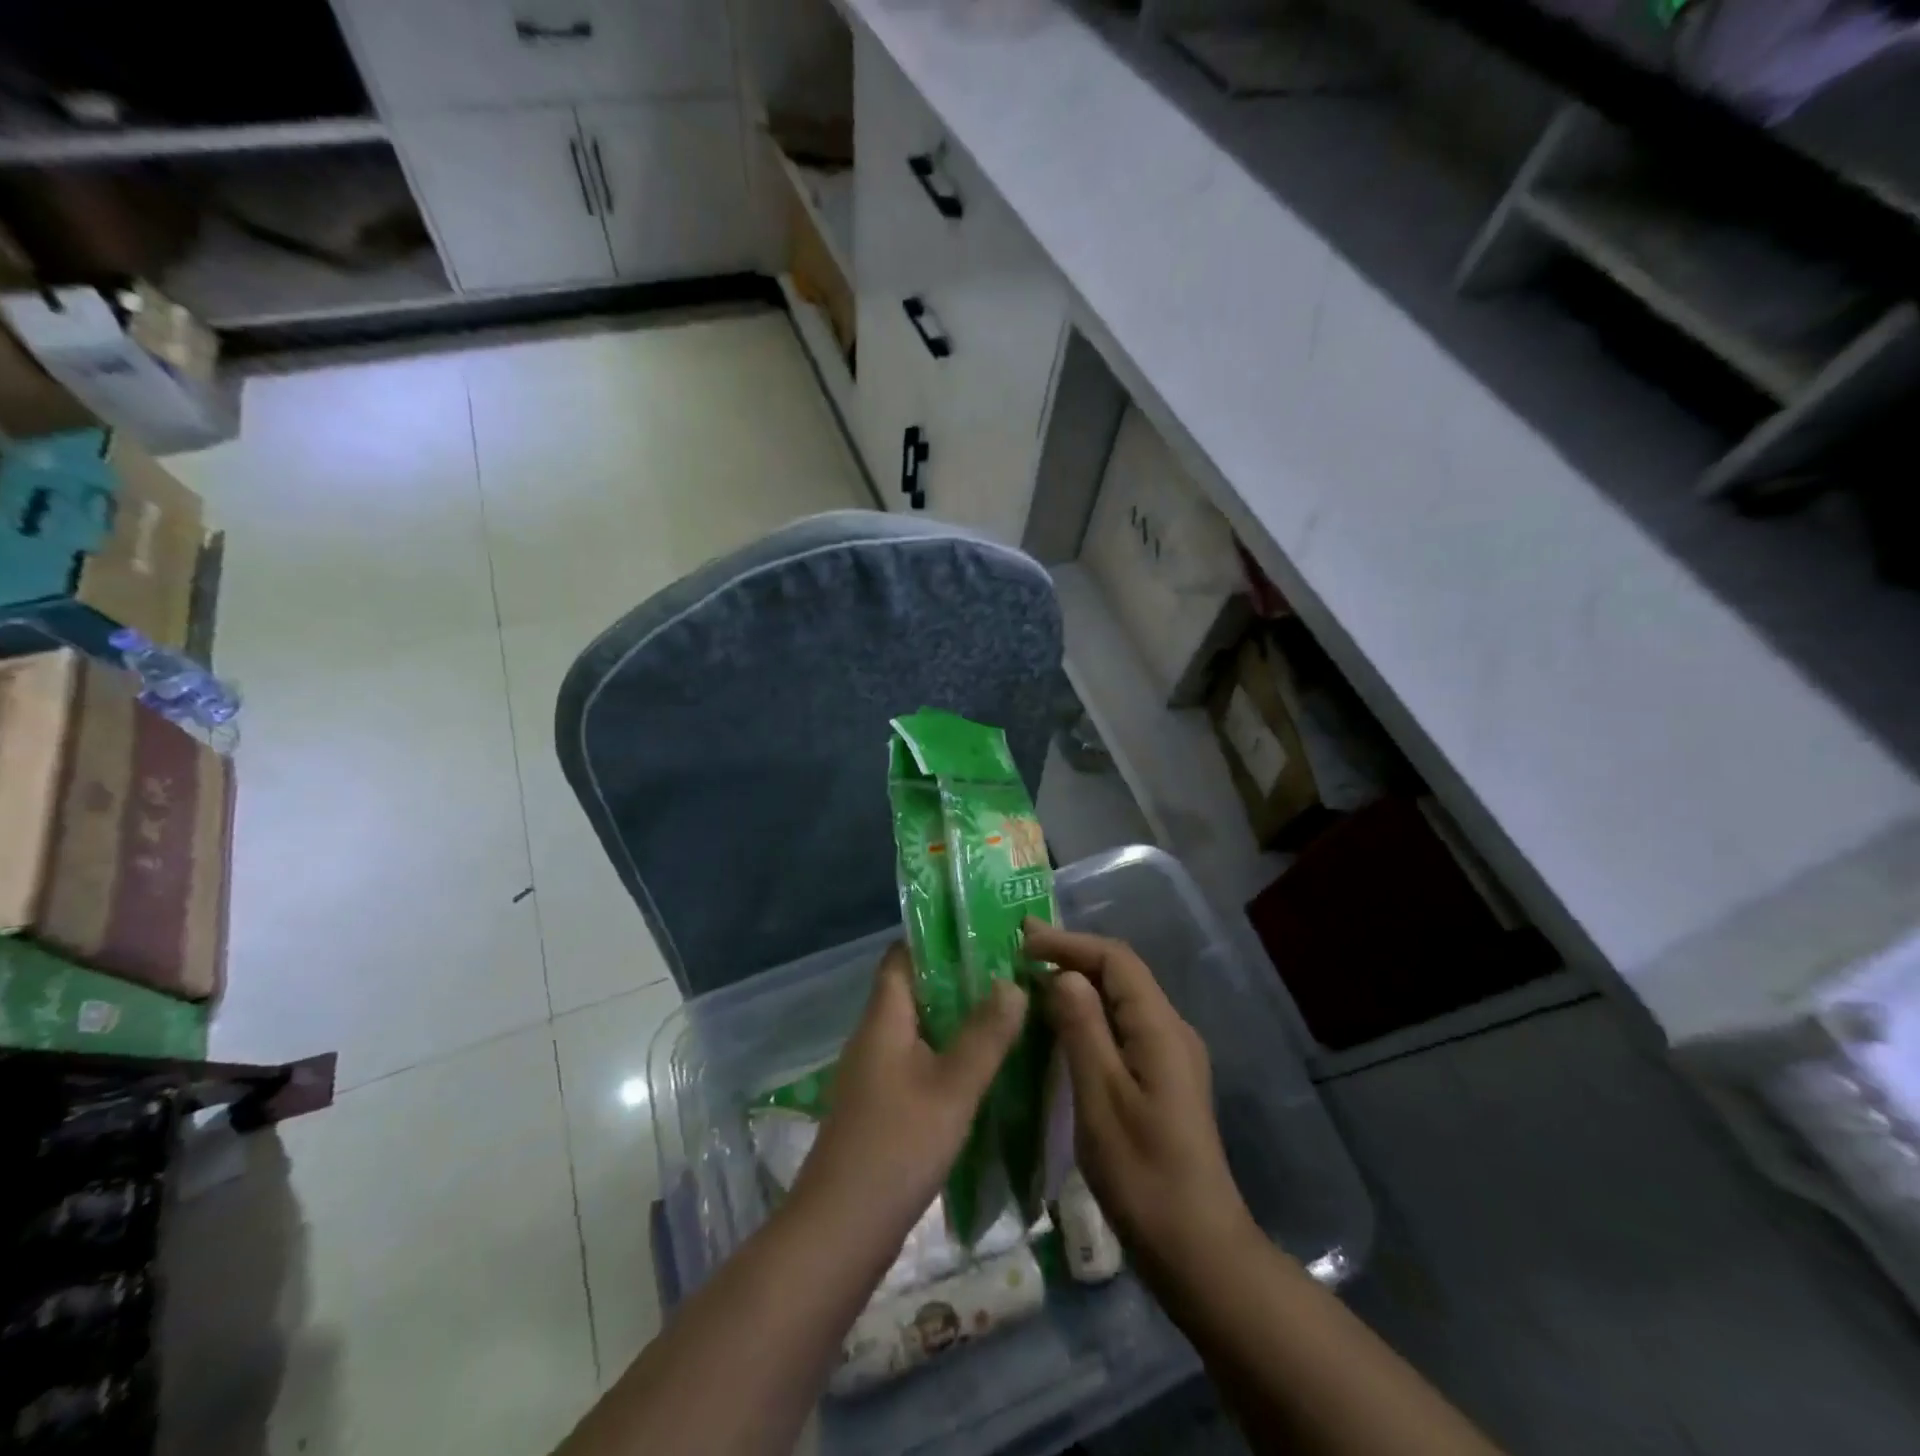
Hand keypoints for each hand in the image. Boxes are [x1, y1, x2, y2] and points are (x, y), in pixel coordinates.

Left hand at [792, 942, 1026, 1250]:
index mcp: (883, 1019)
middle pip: (915, 992)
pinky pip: (919, 1064)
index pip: (902, 957)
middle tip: (1010, 975)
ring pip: (920, 1031)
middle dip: (959, 981)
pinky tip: (983, 1071)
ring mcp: (875, 1075)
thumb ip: (985, 1034)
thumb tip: (1011, 982)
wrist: (840, 1232)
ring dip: (957, 1021)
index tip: (983, 934)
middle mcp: (874, 1038)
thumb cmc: (896, 1146)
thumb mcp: (952, 1087)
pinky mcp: (882, 1108)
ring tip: (1008, 1015)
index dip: (936, 940)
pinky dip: (949, 1057)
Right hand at [1023, 919, 1257, 1282]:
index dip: (1069, 943)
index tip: (1023, 941)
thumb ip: (1083, 1029)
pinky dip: (1090, 1013)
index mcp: (1160, 1028)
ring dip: (1079, 984)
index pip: (1116, 960)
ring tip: (1032, 980)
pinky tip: (1061, 1026)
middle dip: (1072, 957)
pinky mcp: (1163, 1079)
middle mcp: (1171, 1031)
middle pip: (1121, 974)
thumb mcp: (1101, 1098)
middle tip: (1020, 952)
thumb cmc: (1143, 1174)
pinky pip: (1123, 1026)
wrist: (1197, 1250)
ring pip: (1122, 1000)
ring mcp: (1170, 1056)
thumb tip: (1063, 974)